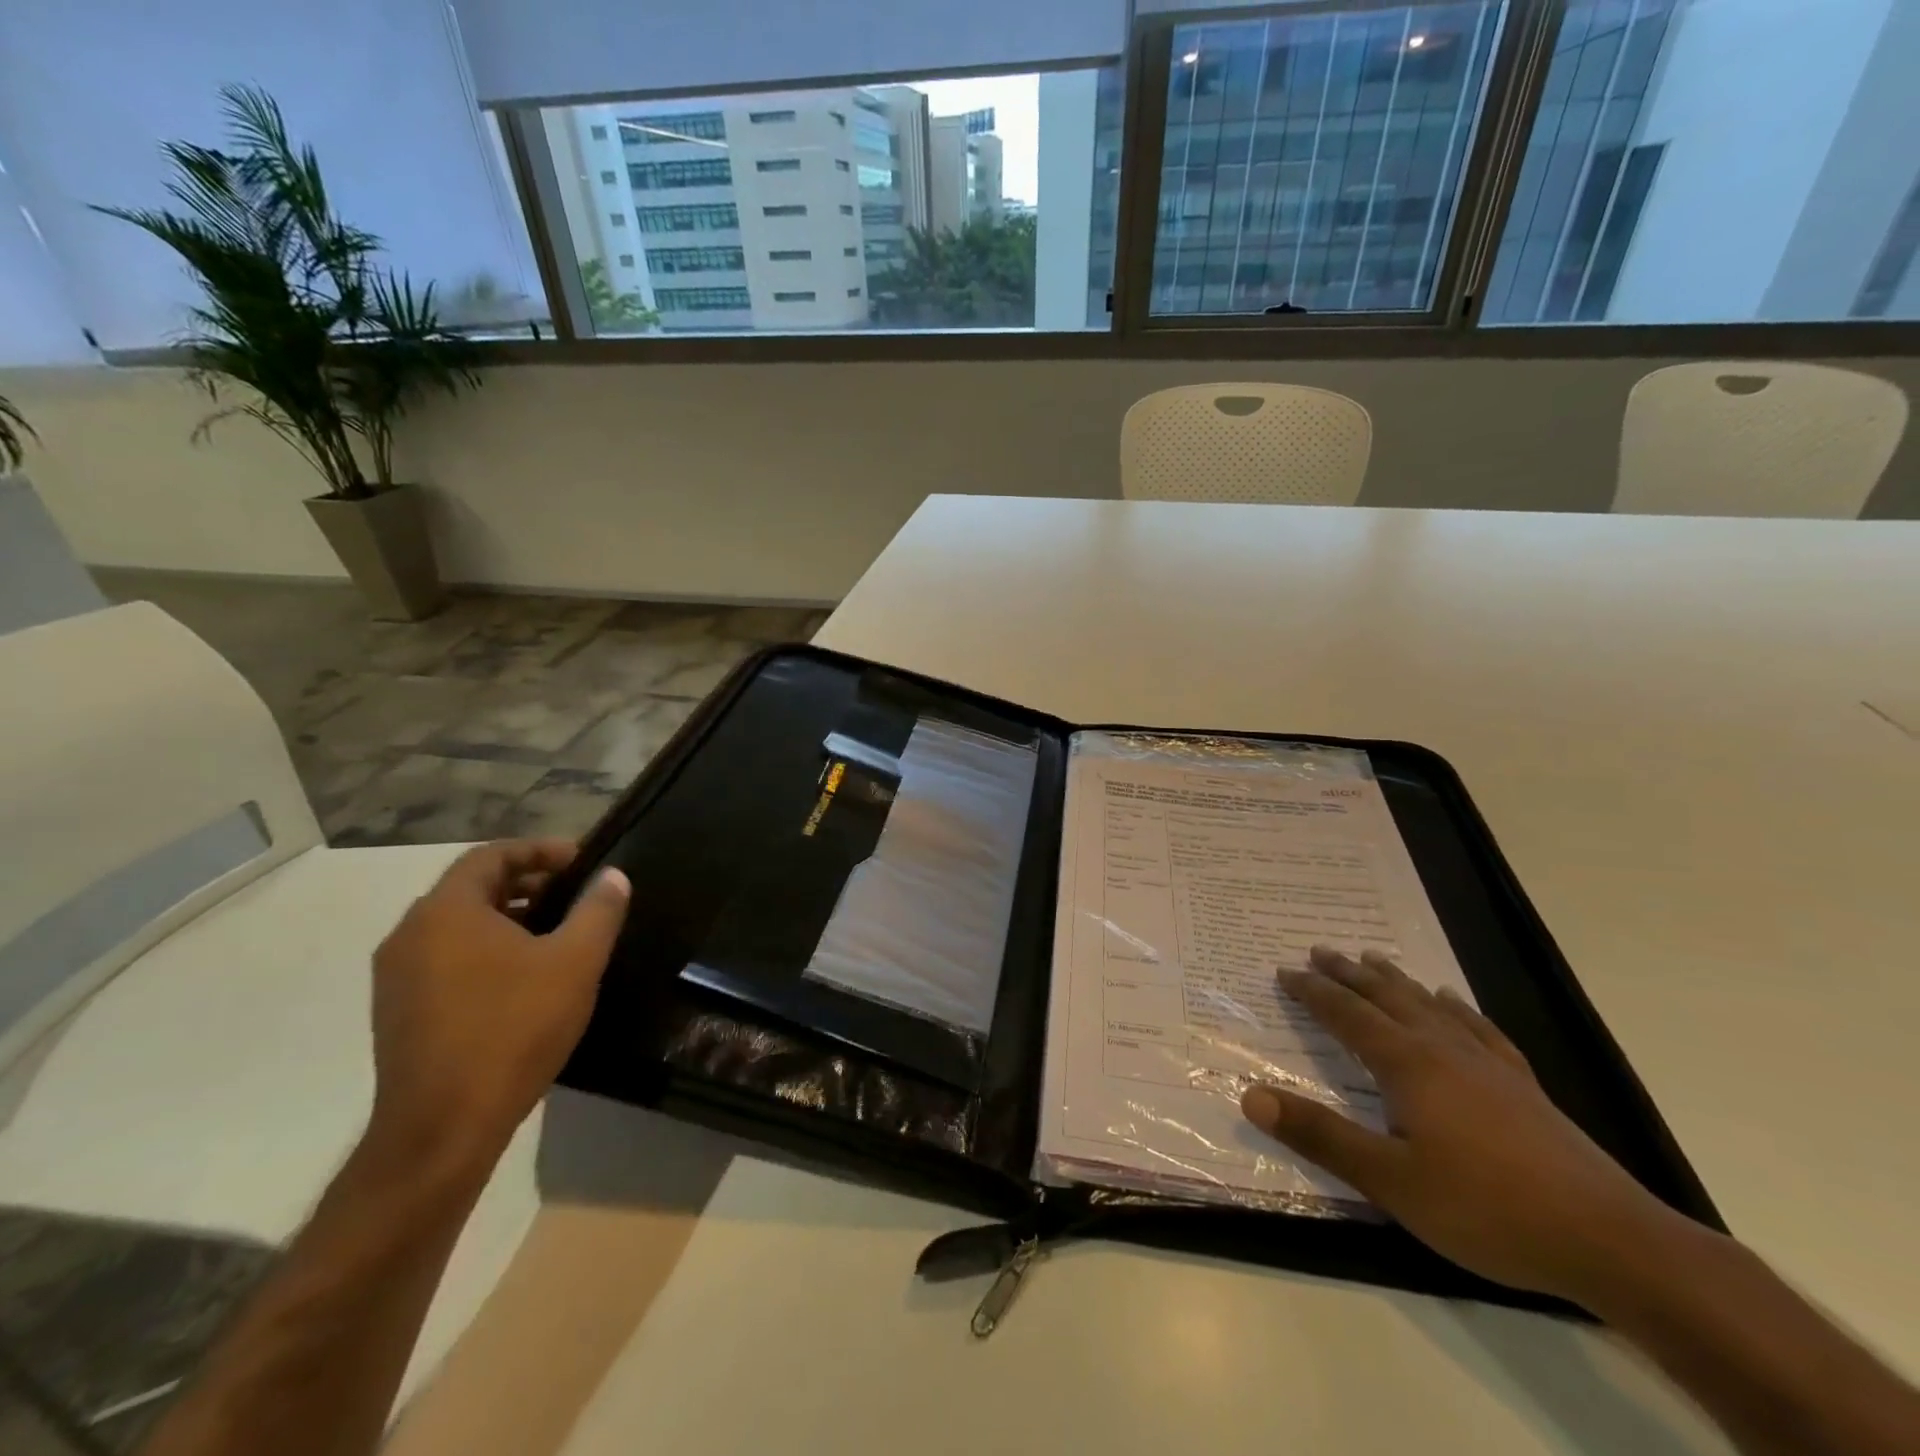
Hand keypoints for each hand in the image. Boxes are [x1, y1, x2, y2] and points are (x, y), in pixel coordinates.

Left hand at [366, 839, 629, 1176]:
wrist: (443, 1127)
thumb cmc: (513, 1029)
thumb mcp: (574, 962)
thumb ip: (598, 910)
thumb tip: (613, 876)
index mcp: (446, 911)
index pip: (491, 855)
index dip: (540, 850)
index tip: (582, 861)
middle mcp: (410, 934)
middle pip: (472, 888)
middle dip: (527, 883)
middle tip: (574, 895)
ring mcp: (396, 976)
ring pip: (457, 926)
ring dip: (507, 918)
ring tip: (556, 934)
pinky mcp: (397, 1012)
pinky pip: (445, 959)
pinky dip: (484, 950)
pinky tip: (522, 978)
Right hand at [1240, 946, 1674, 1305]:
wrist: (1610, 1240)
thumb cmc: (1487, 1209)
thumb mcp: (1390, 1181)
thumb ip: (1320, 1135)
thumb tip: (1250, 1096)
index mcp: (1407, 1065)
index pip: (1348, 1016)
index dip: (1314, 992)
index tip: (1285, 971)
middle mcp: (1442, 1050)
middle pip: (1386, 998)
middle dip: (1348, 973)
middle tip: (1320, 950)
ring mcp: (1487, 1064)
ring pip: (1428, 1005)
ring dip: (1395, 980)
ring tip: (1372, 958)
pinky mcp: (1521, 1085)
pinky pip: (1478, 1028)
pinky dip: (1456, 1008)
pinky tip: (1451, 1000)